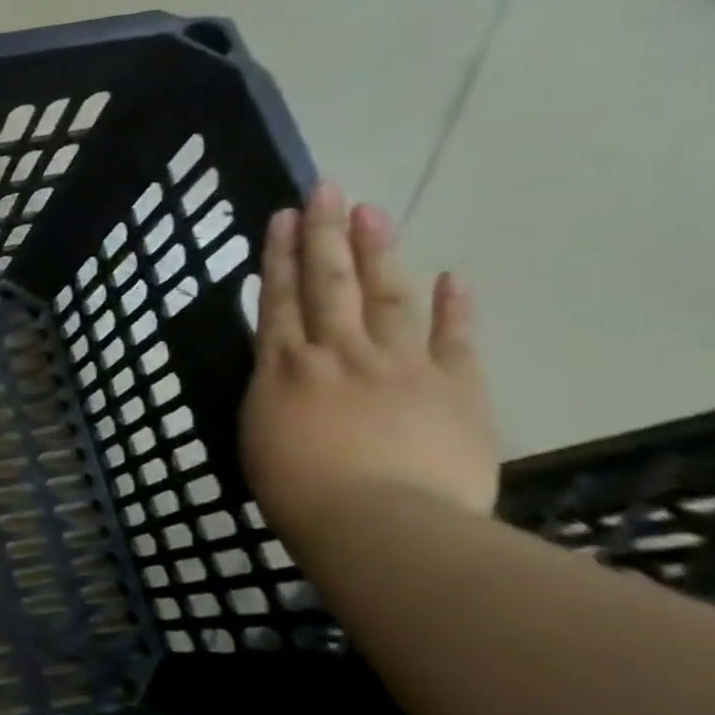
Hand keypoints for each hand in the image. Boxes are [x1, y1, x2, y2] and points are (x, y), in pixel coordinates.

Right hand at [241, 183, 498, 553]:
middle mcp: (336, 353)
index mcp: (285, 369)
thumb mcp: (260, 438)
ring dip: (377, 251)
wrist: (379, 524)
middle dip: (324, 234)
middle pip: (328, 282)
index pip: (279, 300)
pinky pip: (453, 339)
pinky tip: (453, 275)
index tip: (282, 217)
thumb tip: (284, 372)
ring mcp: (397, 364)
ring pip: (383, 296)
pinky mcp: (454, 386)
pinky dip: (455, 307)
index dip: (280, 256)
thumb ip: (273, 395)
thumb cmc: (300, 492)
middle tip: (324, 189)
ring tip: (371, 210)